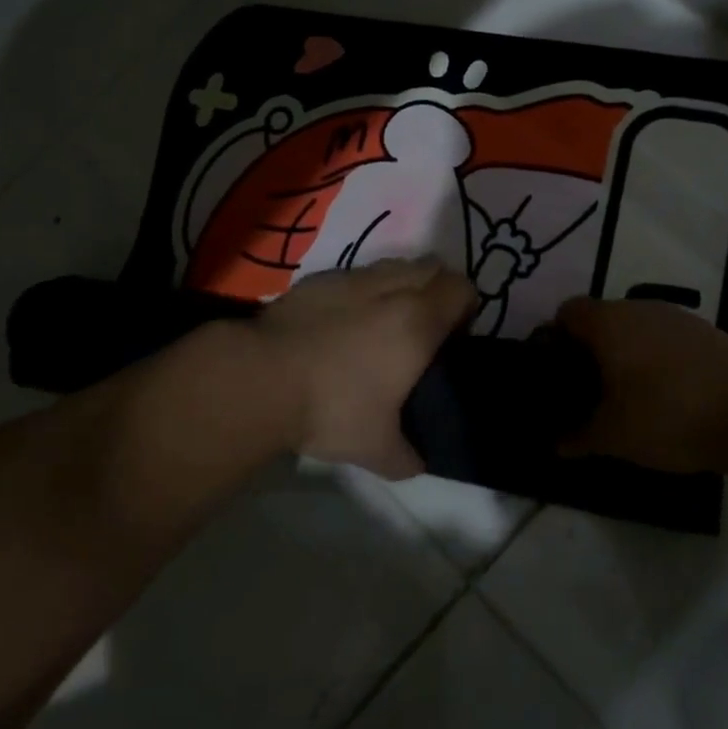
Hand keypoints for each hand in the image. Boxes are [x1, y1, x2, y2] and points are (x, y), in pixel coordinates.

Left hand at [245, 259, 476, 479]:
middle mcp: (390, 288)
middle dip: (437, 291)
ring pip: (394, 265)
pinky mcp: (317, 279)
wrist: (261, 378)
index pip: (462, 290)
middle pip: (433, 267)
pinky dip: (361, 291)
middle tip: (424, 330)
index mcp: (417, 322)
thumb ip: (408, 456)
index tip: (454, 339)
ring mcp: (351, 278)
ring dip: (401, 285)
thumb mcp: (377, 449)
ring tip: (383, 323)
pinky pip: (355, 275)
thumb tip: (417, 462)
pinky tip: (342, 323)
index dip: (467, 309)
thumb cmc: (331, 409)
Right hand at [554, 297, 727, 474]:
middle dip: (590, 351)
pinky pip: (665, 339)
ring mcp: (676, 318)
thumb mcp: (615, 436)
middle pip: (600, 319)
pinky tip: (667, 395)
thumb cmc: (671, 416)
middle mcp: (638, 308)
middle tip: (588, 391)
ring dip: (625, 355)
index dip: (555, 340)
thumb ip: (578, 437)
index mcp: (608, 322)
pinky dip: (656, 360)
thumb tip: (555, 444)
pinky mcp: (706, 332)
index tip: (557, 374)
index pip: (566, 312)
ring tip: (627, 397)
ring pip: (635, 329)